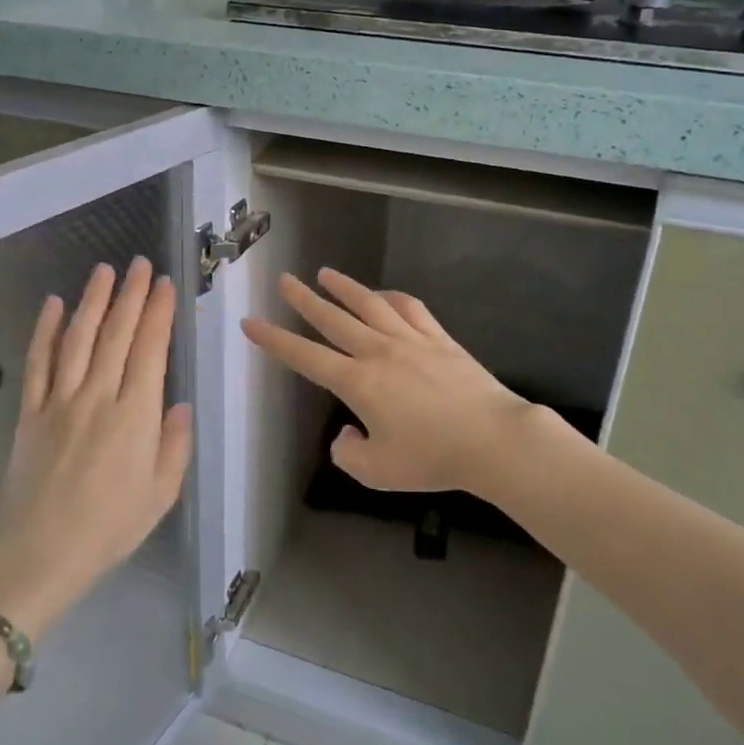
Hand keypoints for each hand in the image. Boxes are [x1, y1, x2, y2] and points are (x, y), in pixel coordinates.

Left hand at [0, 258, 193, 640]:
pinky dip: (45, 331)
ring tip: (104, 270)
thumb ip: (175, 443)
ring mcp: (59, 401)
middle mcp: (97, 397)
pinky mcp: (30, 412)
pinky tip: (53, 305)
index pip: (150, 350)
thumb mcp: (162, 493)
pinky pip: (38, 363)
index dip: (158, 313)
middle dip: (131, 295)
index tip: (165, 284)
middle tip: (140, 264)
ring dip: (92, 301)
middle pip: (116, 334)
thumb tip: (179, 403)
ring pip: (78, 338)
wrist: (40, 554)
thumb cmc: (110, 526)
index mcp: (135, 415)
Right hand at [242, 268, 541, 497]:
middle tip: (284, 280)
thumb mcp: (377, 471)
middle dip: (304, 299)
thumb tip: (345, 433)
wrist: (492, 438)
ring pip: (370, 304)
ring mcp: (411, 340)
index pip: (305, 357)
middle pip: (334, 319)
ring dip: (344, 287)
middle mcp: (378, 352)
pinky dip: (392, 297)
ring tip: (325, 273)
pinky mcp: (440, 339)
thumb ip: (348, 453)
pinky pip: (411, 308)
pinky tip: (384, 294)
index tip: (251, 322)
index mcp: (357, 383)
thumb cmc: (432, 458)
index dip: (274, 340)